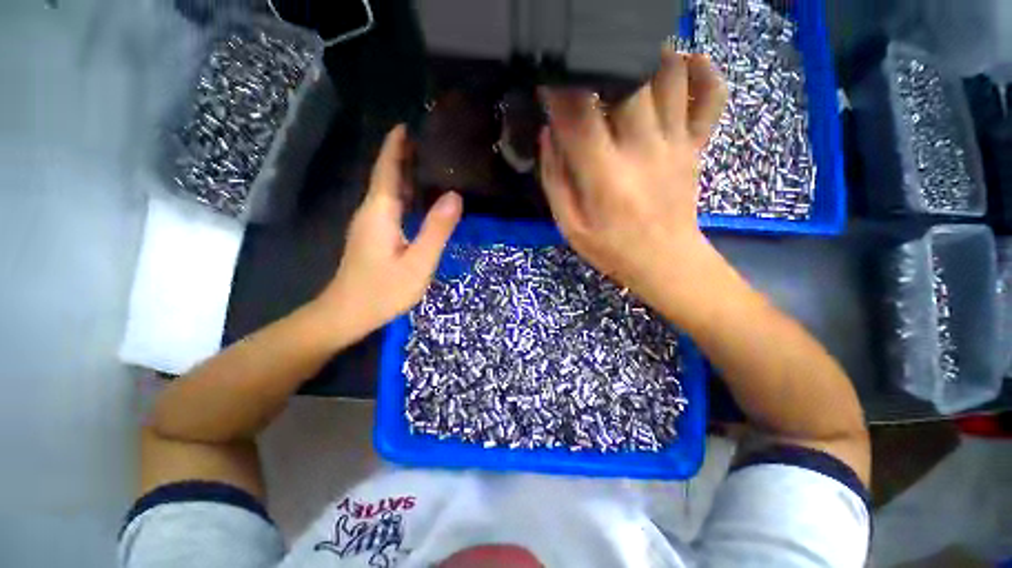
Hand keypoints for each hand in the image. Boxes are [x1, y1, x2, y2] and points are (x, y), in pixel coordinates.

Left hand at [315, 125, 461, 345]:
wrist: (347, 314)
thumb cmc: (384, 290)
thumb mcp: (419, 262)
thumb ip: (436, 229)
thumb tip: (455, 196)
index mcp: (380, 211)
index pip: (387, 169)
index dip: (396, 146)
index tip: (408, 124)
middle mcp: (371, 211)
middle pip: (386, 176)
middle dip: (402, 155)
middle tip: (428, 141)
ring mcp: (369, 224)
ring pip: (387, 191)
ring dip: (403, 174)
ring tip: (428, 163)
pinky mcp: (372, 236)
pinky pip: (389, 206)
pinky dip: (404, 194)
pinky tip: (419, 198)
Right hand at [540, 50, 727, 310]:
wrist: (666, 262)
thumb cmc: (612, 248)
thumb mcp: (570, 225)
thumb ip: (555, 179)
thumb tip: (548, 133)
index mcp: (605, 175)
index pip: (578, 113)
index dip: (558, 88)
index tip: (546, 81)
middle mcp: (643, 148)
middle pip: (628, 77)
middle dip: (601, 63)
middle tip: (585, 69)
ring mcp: (676, 142)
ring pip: (669, 73)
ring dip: (645, 56)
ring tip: (622, 62)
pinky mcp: (695, 145)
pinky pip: (711, 95)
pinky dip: (702, 70)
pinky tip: (683, 62)